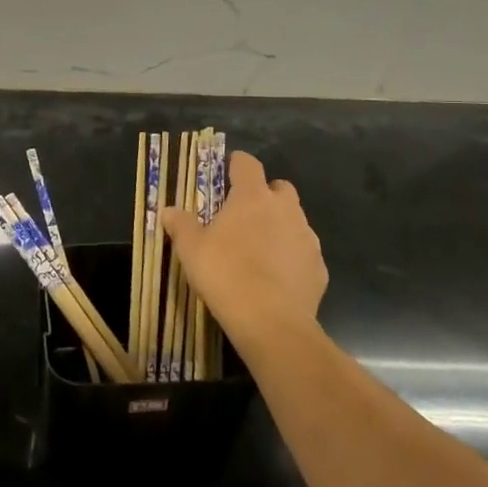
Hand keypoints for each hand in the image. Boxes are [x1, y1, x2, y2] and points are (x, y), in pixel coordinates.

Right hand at [162, 150, 326, 353]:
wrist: (271, 322)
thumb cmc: (225, 274)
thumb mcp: (191, 249)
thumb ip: (180, 224)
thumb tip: (168, 210)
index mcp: (252, 197)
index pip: (247, 164)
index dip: (236, 164)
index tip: (226, 173)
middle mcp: (285, 209)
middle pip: (279, 188)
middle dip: (264, 195)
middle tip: (243, 215)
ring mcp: (307, 237)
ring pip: (294, 219)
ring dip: (279, 226)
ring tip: (258, 250)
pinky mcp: (319, 267)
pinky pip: (303, 252)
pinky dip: (291, 257)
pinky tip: (276, 278)